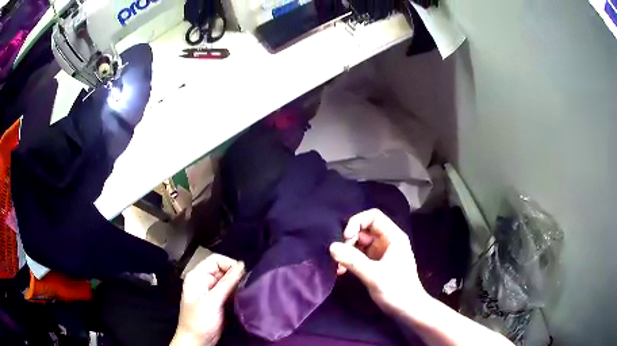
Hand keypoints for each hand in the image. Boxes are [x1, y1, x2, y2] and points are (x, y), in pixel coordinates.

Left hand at [172, 254, 244, 345]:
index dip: (229, 264)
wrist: (197, 341)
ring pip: (227, 281)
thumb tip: (242, 265)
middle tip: (248, 284)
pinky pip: (229, 292)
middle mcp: (204, 281)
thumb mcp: (212, 301)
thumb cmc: (200, 320)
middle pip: (222, 270)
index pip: (216, 260)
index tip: (244, 274)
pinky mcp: (218, 302)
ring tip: (247, 291)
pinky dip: (237, 293)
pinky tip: (244, 297)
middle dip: (235, 275)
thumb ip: (227, 283)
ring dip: (237, 285)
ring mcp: (211, 292)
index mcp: (197, 276)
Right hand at [329, 209, 428, 317]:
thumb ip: (353, 260)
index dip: (357, 222)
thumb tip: (332, 246)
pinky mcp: (376, 264)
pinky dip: (349, 261)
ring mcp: (381, 253)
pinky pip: (359, 256)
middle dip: (349, 240)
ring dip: (346, 252)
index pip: (373, 217)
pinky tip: (341, 272)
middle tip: (339, 256)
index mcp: (393, 237)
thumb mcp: (374, 275)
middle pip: (363, 230)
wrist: (407, 309)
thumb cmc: (396, 290)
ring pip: (359, 243)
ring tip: (337, 267)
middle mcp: (387, 241)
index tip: (345, 238)